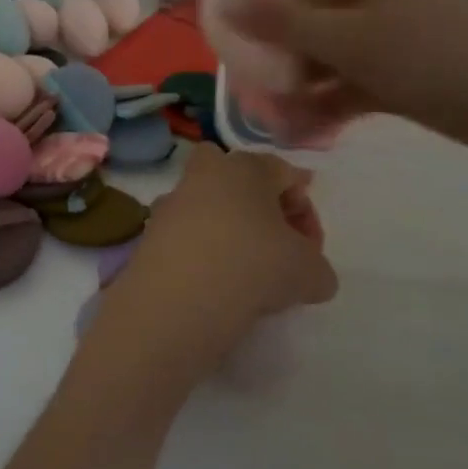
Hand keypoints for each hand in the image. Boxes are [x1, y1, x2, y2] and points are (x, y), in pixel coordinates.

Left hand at [81, 147, 335, 404]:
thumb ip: (318, 268)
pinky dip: (202, 254)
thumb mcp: (309, 272)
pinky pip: (186, 237)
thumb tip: (312, 276)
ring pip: (207, 208)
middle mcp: (203, 175)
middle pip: (236, 178)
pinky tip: (215, 286)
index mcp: (245, 167)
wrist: (178, 301)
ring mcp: (171, 204)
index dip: (306, 211)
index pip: (286, 174)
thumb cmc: (253, 267)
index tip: (312, 250)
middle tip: (274, 243)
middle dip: (257, 204)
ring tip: (246, 274)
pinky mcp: (149, 236)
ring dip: (228, 231)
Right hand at [219, 0, 467, 160]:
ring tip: (269, 112)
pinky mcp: (386, 76)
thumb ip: (286, 24)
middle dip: (262, 29)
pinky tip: (296, 131)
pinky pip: (336, 84)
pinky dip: (315, 104)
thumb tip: (224, 0)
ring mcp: (375, 37)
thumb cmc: (438, 58)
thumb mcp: (354, 41)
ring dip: (286, 76)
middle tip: (238, 64)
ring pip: (313, 48)